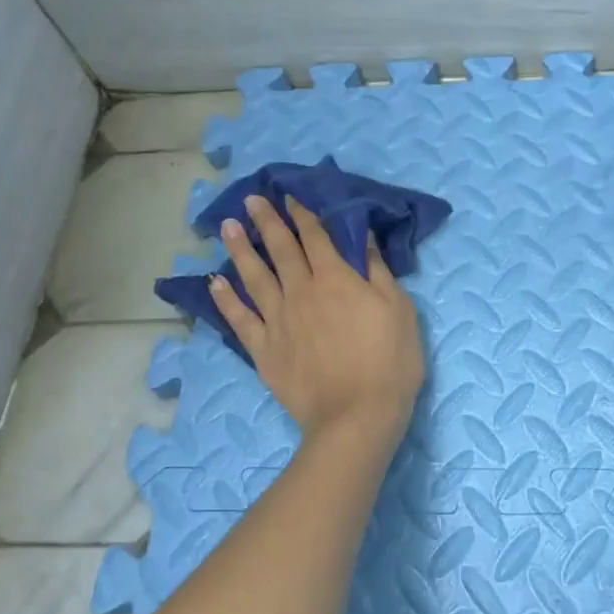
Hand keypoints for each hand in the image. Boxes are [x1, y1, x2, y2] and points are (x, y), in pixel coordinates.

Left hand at [209, 195, 424, 444]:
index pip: (316, 238)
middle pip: (281, 249)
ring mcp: (278, 320)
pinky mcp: (264, 349)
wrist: (356, 416)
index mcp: (337, 279)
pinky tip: (214, 283)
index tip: (289, 197)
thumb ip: (378, 272)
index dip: (303, 215)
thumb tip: (363, 237)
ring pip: (254, 276)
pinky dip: (225, 299)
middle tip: (251, 199)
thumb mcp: (399, 310)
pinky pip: (239, 318)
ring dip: (240, 249)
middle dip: (266, 221)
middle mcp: (302, 292)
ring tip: (227, 227)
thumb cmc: (390, 362)